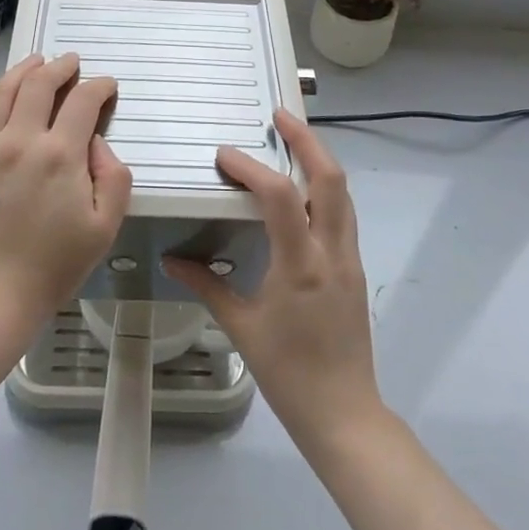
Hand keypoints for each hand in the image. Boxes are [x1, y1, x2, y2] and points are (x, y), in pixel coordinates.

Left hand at [0, 53, 131, 330]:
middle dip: (60, 67)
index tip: (106, 85)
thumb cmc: (54, 266)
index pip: (82, 100)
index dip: (98, 86)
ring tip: (35, 63)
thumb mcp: (105, 227)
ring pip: (1, 91)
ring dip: (22, 71)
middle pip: (39, 83)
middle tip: (71, 62)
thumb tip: (96, 143)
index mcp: (59, 154)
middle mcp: (19, 140)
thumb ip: (113, 177)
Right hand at [164, 110, 380, 449]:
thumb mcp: (241, 327)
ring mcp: (349, 259)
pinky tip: (301, 191)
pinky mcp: (355, 269)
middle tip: (280, 116)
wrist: (344, 413)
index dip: (251, 168)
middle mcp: (331, 252)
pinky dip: (324, 189)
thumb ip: (207, 285)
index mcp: (301, 265)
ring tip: (292, 140)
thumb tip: (173, 259)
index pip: (279, 197)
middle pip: (330, 179)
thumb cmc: (288, 372)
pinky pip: (342, 215)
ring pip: (342, 193)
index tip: (225, 156)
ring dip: (319, 160)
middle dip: (307, 141)